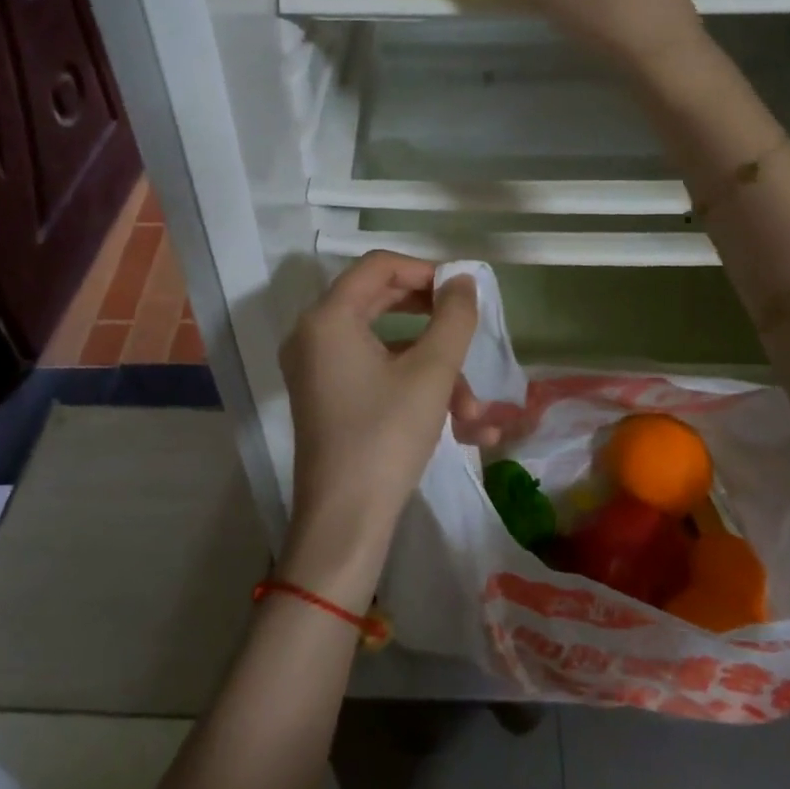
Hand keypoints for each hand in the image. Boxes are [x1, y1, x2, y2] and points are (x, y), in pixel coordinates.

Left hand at [277, 253, 479, 599]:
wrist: (345, 521)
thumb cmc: (386, 436)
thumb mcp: (431, 372)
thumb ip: (453, 317)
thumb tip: (464, 281)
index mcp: (328, 317)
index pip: (378, 266)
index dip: (425, 270)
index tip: (462, 290)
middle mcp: (314, 334)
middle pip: (381, 301)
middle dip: (434, 322)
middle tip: (468, 328)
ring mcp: (317, 369)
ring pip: (387, 347)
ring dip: (435, 371)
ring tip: (475, 411)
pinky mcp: (327, 398)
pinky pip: (375, 374)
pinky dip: (414, 389)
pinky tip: (462, 425)